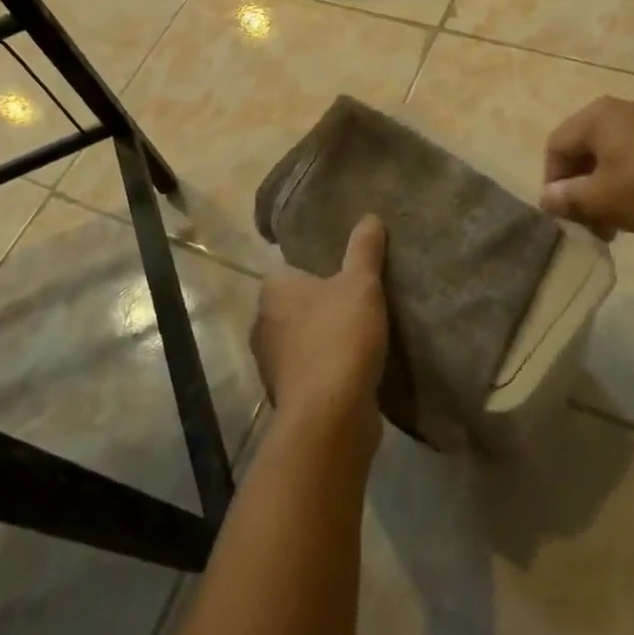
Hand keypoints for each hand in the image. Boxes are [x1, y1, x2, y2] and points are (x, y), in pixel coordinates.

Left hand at [250, 214, 388, 460]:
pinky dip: (328, 368)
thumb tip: (369, 217)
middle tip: (357, 299)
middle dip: (321, 305)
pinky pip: (311, 371)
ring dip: (324, 339)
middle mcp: (263, 325)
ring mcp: (273, 365)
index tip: (343, 272)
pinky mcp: (288, 397)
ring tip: (361, 332)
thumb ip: (364, 250)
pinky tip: (355, 367)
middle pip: (295, 306)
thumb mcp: (361, 284)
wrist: (330, 417)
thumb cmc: (339, 337)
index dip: (316, 269)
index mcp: (272, 291)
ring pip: (301, 340)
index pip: (290, 269)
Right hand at [540, 97, 633, 239]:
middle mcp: (623, 109)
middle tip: (590, 222)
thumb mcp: (602, 200)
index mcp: (597, 116)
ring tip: (618, 222)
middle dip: (582, 187)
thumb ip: (568, 198)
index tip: (563, 214)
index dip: (552, 182)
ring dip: (607, 187)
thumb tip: (547, 197)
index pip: (557, 146)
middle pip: (586, 148)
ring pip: (615, 154)